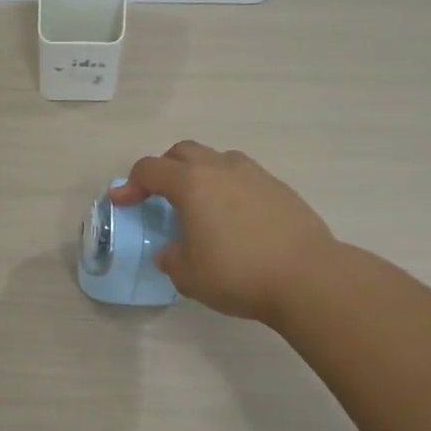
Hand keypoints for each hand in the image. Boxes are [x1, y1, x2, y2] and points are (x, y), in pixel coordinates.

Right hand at [109, 142, 336, 324]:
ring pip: (217, 159)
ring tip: (200, 204)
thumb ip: (171, 257)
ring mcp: (255, 175)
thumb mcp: (187, 275)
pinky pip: (244, 177)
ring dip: (200, 174)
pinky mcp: (280, 189)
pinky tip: (234, 219)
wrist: (308, 278)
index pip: (150, 170)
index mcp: (191, 184)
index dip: (130, 184)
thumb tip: (173, 250)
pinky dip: (229, 189)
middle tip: (158, 195)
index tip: (122, 202)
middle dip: (164, 168)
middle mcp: (221, 169)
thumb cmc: (237, 274)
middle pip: (183, 152)